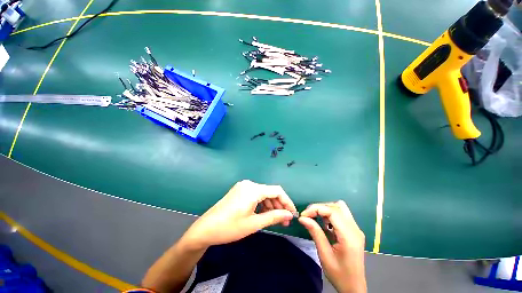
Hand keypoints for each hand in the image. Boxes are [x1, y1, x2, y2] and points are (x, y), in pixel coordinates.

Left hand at [180, 180, 296, 249]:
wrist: (205, 229)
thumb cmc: (230, 227)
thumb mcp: (254, 223)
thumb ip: (274, 217)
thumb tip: (289, 214)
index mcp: (253, 189)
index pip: (277, 190)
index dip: (287, 201)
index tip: (292, 214)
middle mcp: (249, 184)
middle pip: (270, 192)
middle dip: (279, 205)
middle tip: (284, 221)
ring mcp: (243, 187)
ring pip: (263, 194)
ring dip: (271, 205)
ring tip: (275, 219)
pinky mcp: (239, 191)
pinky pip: (255, 195)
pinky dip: (262, 204)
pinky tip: (264, 214)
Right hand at [299, 201, 366, 292]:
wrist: (354, 288)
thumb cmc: (339, 274)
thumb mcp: (324, 255)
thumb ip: (315, 233)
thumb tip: (302, 218)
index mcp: (349, 236)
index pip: (332, 211)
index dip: (316, 209)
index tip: (303, 215)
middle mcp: (355, 229)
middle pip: (336, 206)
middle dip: (320, 208)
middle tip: (308, 216)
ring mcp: (356, 229)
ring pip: (340, 208)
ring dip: (326, 210)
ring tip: (318, 220)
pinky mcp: (354, 230)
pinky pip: (341, 214)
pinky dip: (331, 215)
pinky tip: (326, 225)